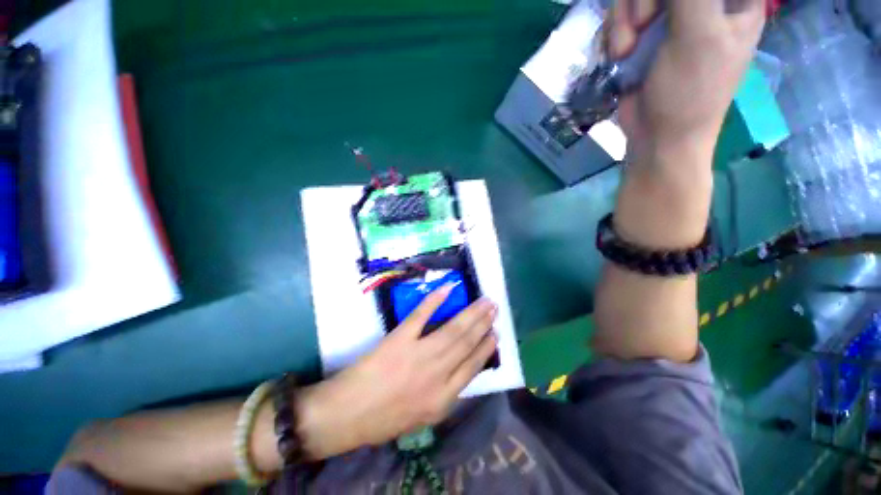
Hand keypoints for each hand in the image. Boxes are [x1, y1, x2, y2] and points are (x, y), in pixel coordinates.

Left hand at [296, 285, 497, 458]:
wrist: (348, 414)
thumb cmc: (384, 419)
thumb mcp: (422, 417)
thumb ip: (445, 396)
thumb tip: (460, 372)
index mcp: (443, 399)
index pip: (472, 367)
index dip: (486, 348)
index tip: (495, 333)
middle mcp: (437, 375)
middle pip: (466, 343)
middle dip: (483, 324)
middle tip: (493, 308)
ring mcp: (419, 354)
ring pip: (452, 329)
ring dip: (470, 313)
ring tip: (484, 301)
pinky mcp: (400, 338)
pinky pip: (421, 316)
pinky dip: (434, 300)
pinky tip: (448, 289)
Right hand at [608, 0, 765, 162]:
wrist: (656, 138)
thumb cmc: (689, 92)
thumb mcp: (697, 34)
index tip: (661, 10)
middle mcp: (701, 3)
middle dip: (641, 1)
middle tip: (641, 27)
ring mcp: (669, 19)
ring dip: (621, 21)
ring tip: (623, 52)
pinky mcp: (643, 38)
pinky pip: (620, 18)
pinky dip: (613, 35)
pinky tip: (616, 56)